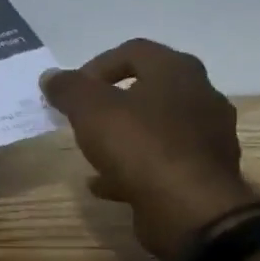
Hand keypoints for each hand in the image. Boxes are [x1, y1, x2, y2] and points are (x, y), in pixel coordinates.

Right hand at [41, 40, 257, 258]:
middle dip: (110, 103)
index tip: (73, 92)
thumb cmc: (140, 145)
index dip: (96, 66)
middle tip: (83, 119)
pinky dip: (134, 168)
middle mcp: (200, 96)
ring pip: (155, 127)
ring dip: (123, 136)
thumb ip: (68, 88)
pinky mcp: (205, 172)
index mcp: (177, 71)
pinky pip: (163, 161)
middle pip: (146, 88)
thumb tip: (51, 76)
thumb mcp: (90, 109)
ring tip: (92, 153)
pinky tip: (106, 184)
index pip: (133, 51)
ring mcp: (208, 136)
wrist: (190, 210)